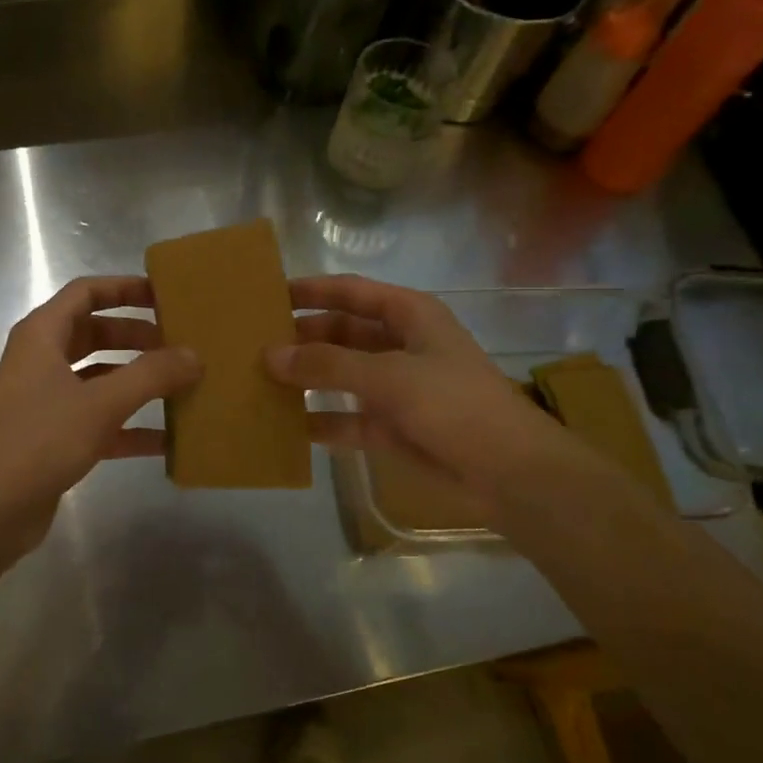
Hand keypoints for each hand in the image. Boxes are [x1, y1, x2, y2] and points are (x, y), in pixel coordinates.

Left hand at [0, 277, 200, 575]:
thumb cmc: (38, 441)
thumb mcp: (100, 404)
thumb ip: (151, 375)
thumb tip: (195, 355)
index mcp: (42, 335)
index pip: (86, 293)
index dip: (124, 288)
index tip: (165, 294)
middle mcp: (41, 361)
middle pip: (95, 334)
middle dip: (137, 336)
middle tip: (180, 343)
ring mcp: (46, 401)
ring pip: (99, 378)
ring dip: (137, 380)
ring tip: (182, 385)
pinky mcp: (52, 438)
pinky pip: (98, 420)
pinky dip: (129, 426)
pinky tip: (167, 441)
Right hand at [267, 274, 573, 513]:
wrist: (508, 472)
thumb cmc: (453, 404)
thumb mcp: (388, 376)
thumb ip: (327, 365)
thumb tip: (270, 355)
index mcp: (410, 316)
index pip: (352, 292)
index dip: (312, 290)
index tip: (269, 293)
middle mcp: (400, 345)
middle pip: (341, 332)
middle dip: (302, 338)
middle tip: (254, 343)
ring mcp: (395, 388)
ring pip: (340, 375)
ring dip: (306, 378)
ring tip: (259, 379)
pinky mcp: (391, 427)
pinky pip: (345, 418)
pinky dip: (320, 420)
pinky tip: (284, 424)